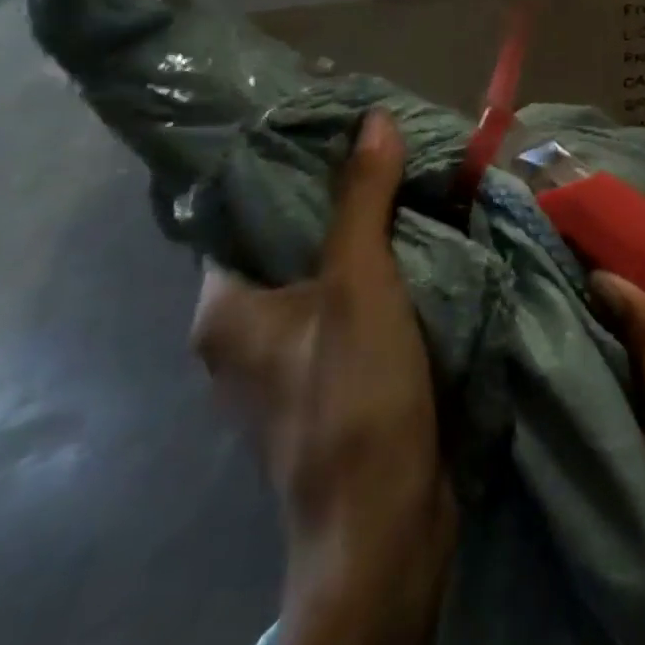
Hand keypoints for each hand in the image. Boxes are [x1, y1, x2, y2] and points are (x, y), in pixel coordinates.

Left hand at [190, 108, 454, 624]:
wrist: (386, 526)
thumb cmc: (355, 397)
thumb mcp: (360, 284)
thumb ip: (363, 198)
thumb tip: (373, 118)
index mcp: (224, 307)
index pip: (243, 211)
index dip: (290, 167)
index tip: (340, 130)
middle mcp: (244, 332)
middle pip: (289, 240)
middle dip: (340, 199)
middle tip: (388, 153)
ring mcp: (288, 361)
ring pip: (325, 274)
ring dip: (367, 238)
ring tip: (410, 186)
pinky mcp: (330, 380)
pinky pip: (350, 306)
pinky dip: (381, 276)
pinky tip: (419, 247)